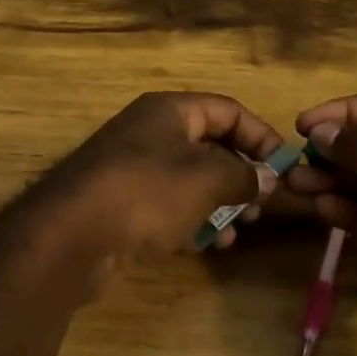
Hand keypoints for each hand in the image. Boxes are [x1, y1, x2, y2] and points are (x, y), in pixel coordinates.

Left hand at [30, 92, 287, 271]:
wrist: (71, 236)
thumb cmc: (147, 193)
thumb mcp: (207, 178)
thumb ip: (244, 174)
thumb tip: (269, 176)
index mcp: (168, 112)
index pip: (226, 110)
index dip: (260, 135)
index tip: (285, 167)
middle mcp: (149, 134)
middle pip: (208, 145)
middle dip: (241, 174)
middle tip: (262, 204)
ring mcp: (132, 172)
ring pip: (190, 181)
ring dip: (220, 202)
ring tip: (242, 228)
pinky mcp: (123, 207)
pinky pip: (169, 207)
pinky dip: (193, 221)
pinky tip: (212, 245)